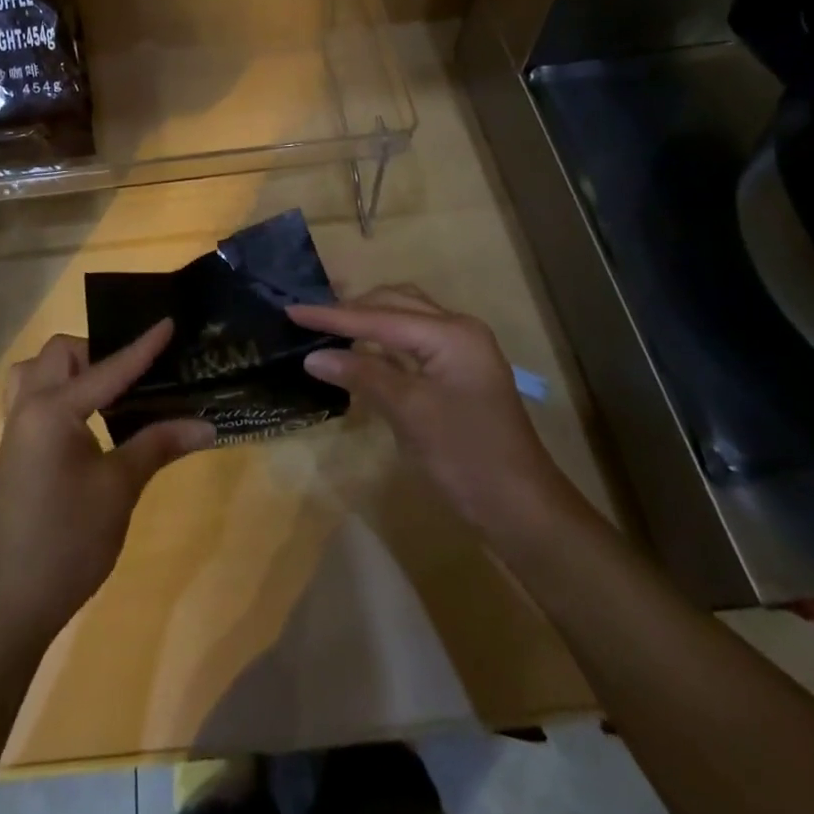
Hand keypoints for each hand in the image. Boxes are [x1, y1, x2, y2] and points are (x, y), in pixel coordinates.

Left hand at [0, 321, 213, 641]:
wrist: (4, 606)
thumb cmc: (65, 543)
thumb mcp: (118, 491)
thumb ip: (157, 446)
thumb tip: (206, 425)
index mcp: (52, 410)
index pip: (109, 368)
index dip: (143, 347)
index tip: (169, 321)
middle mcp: (28, 408)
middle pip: (60, 354)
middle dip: (97, 352)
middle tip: (134, 376)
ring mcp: (16, 431)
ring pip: (38, 373)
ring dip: (71, 370)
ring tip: (108, 393)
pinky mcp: (14, 452)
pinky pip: (33, 399)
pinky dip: (60, 393)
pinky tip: (89, 423)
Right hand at [290, 286, 575, 538]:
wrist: (522, 509)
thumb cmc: (466, 457)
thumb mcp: (409, 413)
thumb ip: (363, 375)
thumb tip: (314, 356)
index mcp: (451, 333)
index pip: (380, 316)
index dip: (332, 316)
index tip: (291, 310)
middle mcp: (458, 329)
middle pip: (395, 304)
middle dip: (351, 308)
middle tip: (307, 316)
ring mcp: (460, 350)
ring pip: (404, 318)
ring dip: (367, 320)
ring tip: (327, 325)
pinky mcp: (457, 372)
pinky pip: (412, 342)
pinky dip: (382, 342)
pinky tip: (359, 350)